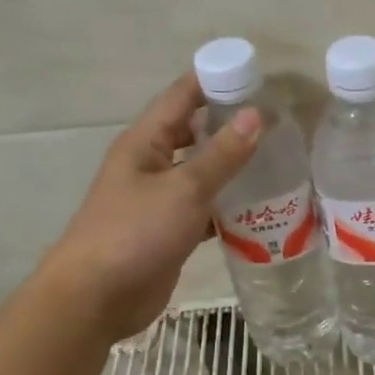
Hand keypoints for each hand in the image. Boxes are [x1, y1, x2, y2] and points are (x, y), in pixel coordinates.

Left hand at [43, 74, 260, 339]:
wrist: (97, 297)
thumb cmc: (135, 233)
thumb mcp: (184, 189)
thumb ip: (222, 155)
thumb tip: (256, 115)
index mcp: (145, 142)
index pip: (182, 96)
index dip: (216, 81)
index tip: (259, 78)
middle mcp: (150, 164)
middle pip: (194, 132)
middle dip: (230, 125)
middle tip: (277, 124)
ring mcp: (159, 199)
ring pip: (201, 172)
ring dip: (233, 167)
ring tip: (277, 161)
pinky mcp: (169, 230)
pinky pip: (204, 207)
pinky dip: (228, 205)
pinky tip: (259, 208)